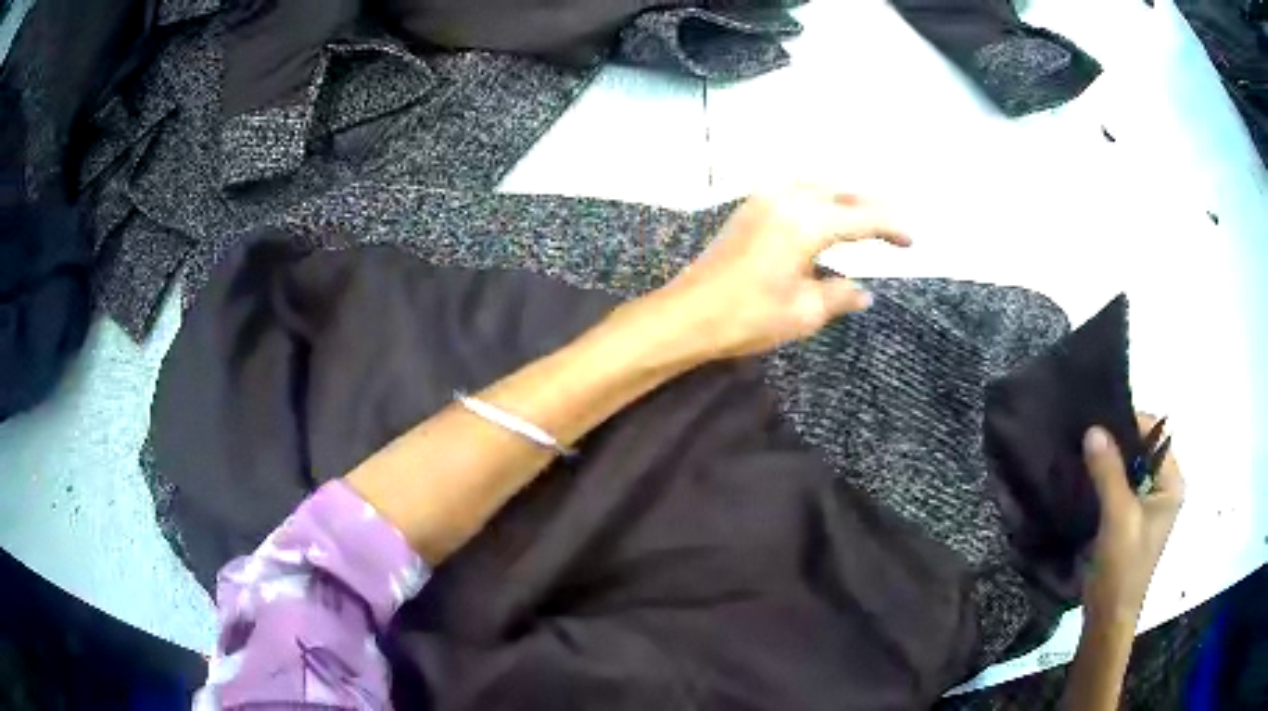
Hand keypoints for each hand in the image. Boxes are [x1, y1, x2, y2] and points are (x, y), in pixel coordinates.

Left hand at [653, 186, 909, 360]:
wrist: (686, 314)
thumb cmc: (747, 317)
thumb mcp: (804, 312)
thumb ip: (840, 295)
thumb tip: (864, 292)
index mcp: (807, 222)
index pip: (862, 218)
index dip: (891, 228)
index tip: (911, 241)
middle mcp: (787, 199)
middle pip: (841, 192)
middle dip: (871, 205)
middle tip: (894, 223)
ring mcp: (763, 199)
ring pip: (816, 185)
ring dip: (844, 196)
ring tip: (865, 214)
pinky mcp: (748, 208)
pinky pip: (794, 190)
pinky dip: (818, 196)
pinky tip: (824, 213)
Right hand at [1081, 416, 1184, 624]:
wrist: (1107, 618)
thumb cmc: (1122, 568)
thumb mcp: (1118, 518)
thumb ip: (1108, 473)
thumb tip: (1093, 429)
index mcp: (1171, 484)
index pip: (1154, 436)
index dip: (1129, 425)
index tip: (1098, 422)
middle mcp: (1162, 489)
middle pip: (1140, 451)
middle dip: (1115, 444)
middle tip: (1085, 438)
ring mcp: (1145, 506)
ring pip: (1127, 470)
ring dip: (1106, 464)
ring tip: (1080, 455)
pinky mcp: (1128, 520)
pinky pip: (1117, 489)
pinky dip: (1102, 482)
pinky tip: (1083, 480)